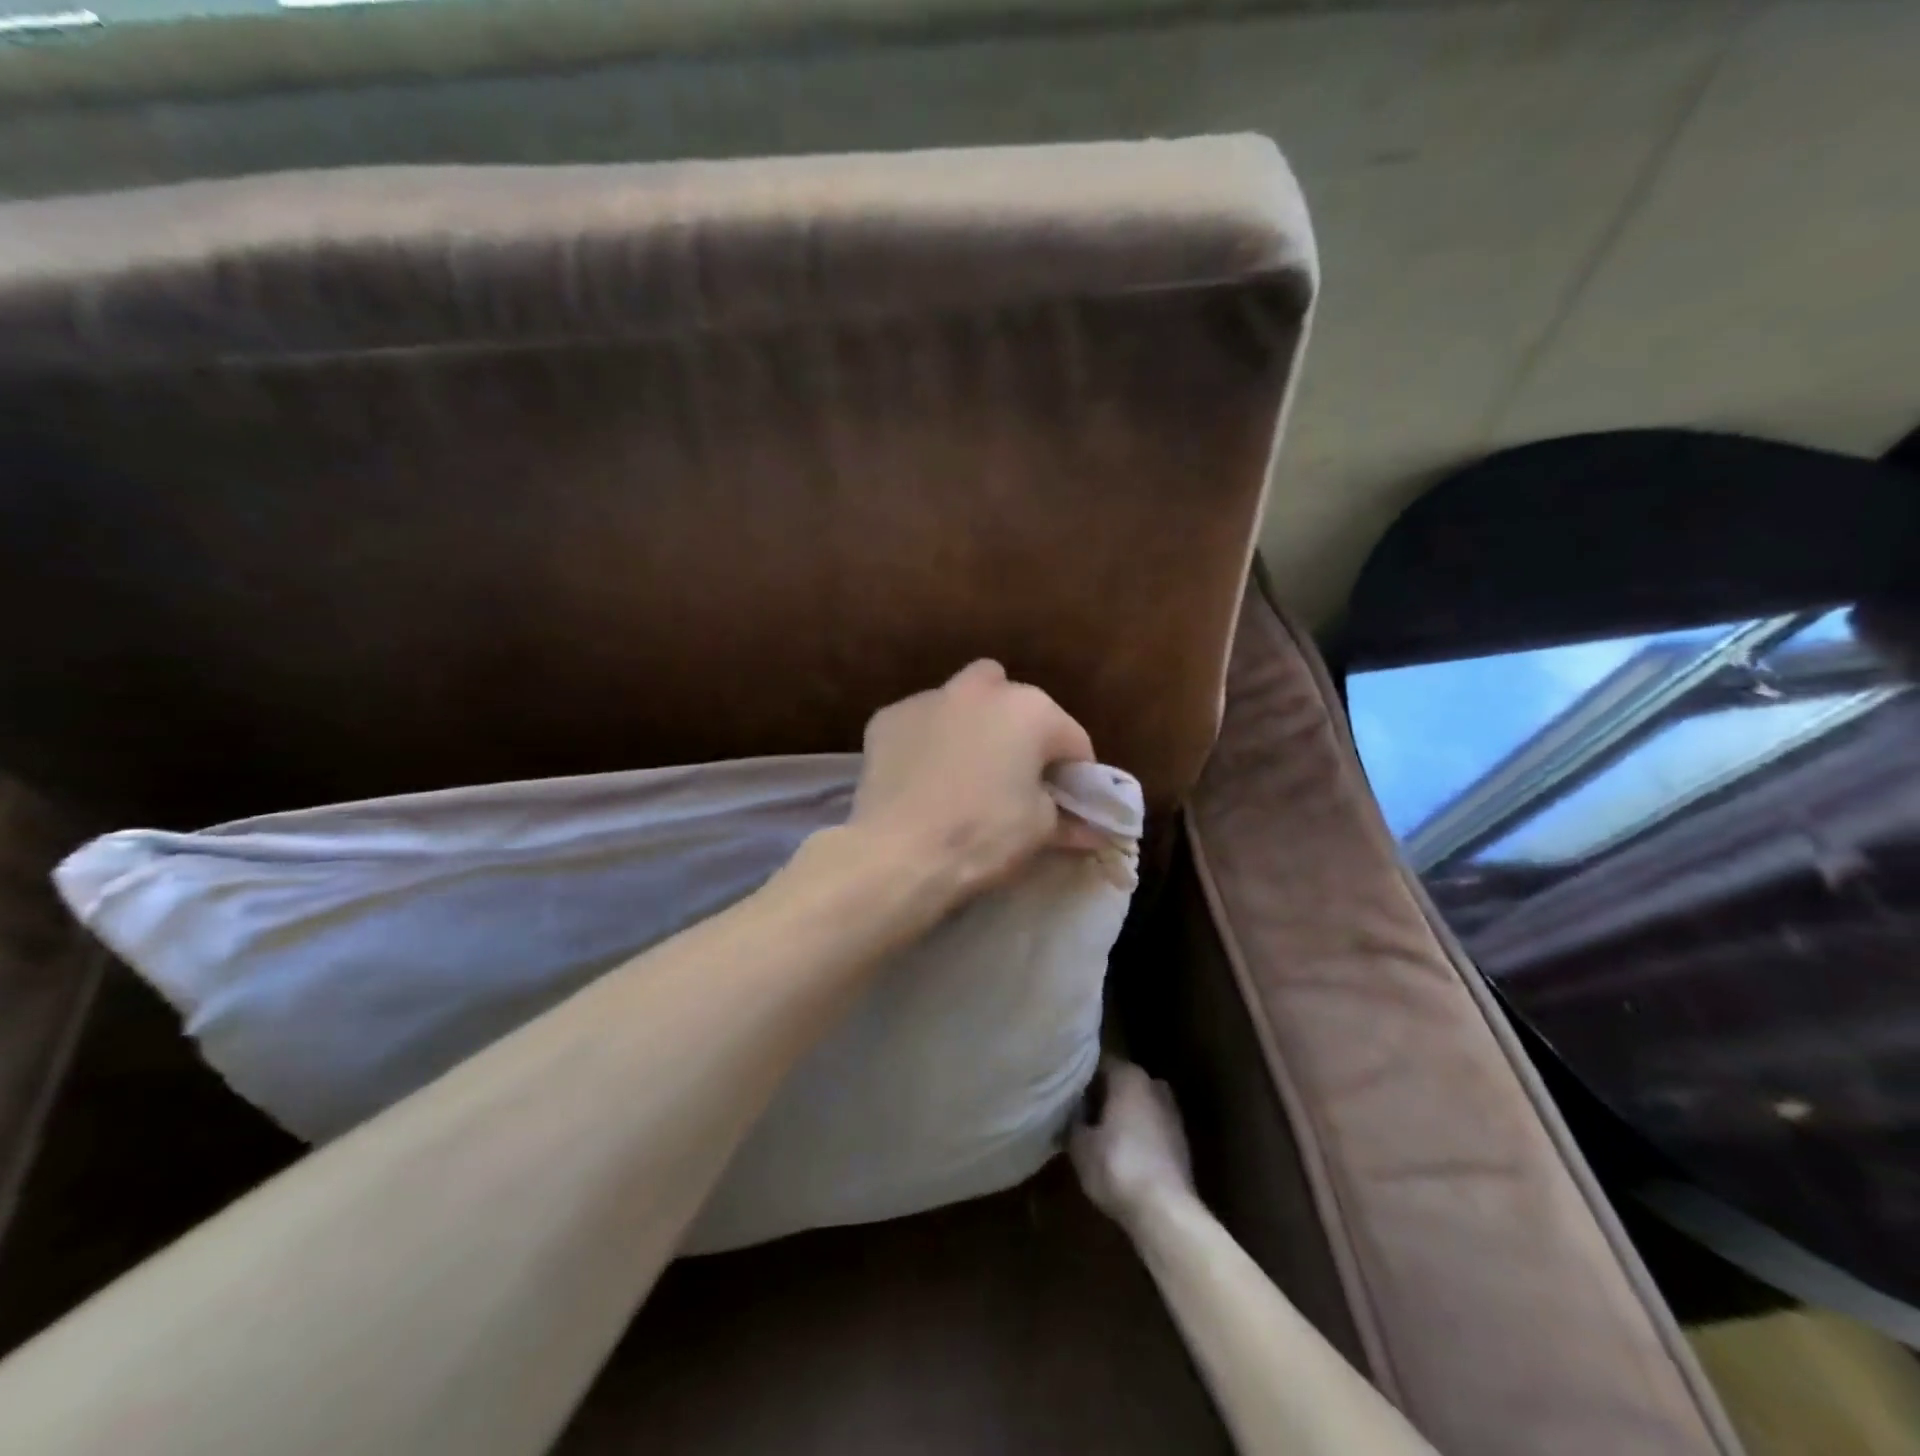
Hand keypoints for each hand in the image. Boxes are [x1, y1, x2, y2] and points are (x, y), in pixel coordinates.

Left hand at [849, 659, 1095, 908]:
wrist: (899, 853)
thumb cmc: (984, 835)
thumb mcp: (1040, 830)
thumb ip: (1068, 817)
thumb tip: (1090, 829)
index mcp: (1031, 710)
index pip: (1072, 739)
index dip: (1076, 774)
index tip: (1069, 802)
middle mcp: (981, 690)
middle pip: (1014, 701)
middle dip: (1020, 729)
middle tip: (1014, 774)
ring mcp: (928, 698)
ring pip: (962, 702)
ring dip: (971, 726)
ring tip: (963, 772)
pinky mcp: (887, 718)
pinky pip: (920, 724)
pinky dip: (928, 741)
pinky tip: (921, 777)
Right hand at [1070, 1058, 1195, 1226]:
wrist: (1166, 1212)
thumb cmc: (1116, 1166)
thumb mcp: (1079, 1145)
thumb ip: (1073, 1121)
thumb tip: (1072, 1114)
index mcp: (1129, 1075)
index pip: (1099, 1063)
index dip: (1081, 1078)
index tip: (1066, 1093)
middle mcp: (1153, 1085)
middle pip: (1120, 1083)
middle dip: (1101, 1096)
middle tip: (1078, 1114)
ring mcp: (1172, 1113)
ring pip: (1137, 1105)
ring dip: (1120, 1116)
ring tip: (1097, 1135)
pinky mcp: (1181, 1142)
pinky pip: (1150, 1128)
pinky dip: (1136, 1135)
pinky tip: (1121, 1154)